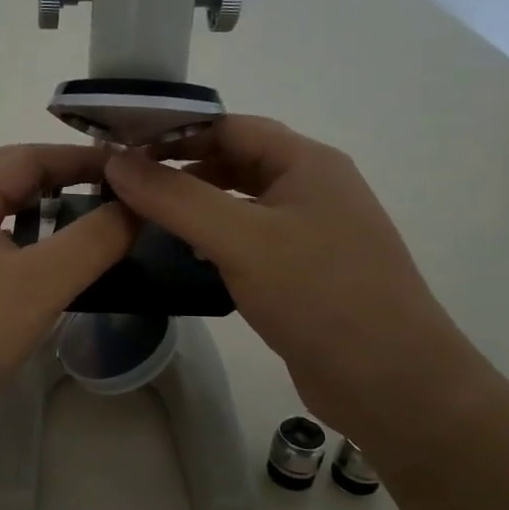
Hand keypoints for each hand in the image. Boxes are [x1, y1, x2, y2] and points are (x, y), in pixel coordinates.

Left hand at [0, 144, 135, 468]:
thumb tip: (134, 206)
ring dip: (28, 204)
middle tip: (94, 184)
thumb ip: (94, 239)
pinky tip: (37, 268)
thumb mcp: (43, 282)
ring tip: (72, 218)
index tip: (125, 167)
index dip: (78, 157)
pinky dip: (14, 239)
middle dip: (48, 171)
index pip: (25, 157)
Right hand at [104, 116, 480, 450]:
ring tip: (143, 217)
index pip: (230, 126)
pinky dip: (214, 240)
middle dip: (181, 169)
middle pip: (236, 161)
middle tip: (125, 185)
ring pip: (241, 203)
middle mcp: (312, 189)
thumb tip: (116, 161)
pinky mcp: (304, 273)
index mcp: (308, 163)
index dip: (175, 132)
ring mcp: (312, 233)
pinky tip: (184, 257)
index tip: (122, 147)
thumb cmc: (320, 296)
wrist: (392, 383)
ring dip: (196, 205)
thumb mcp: (241, 239)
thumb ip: (175, 198)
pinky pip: (250, 241)